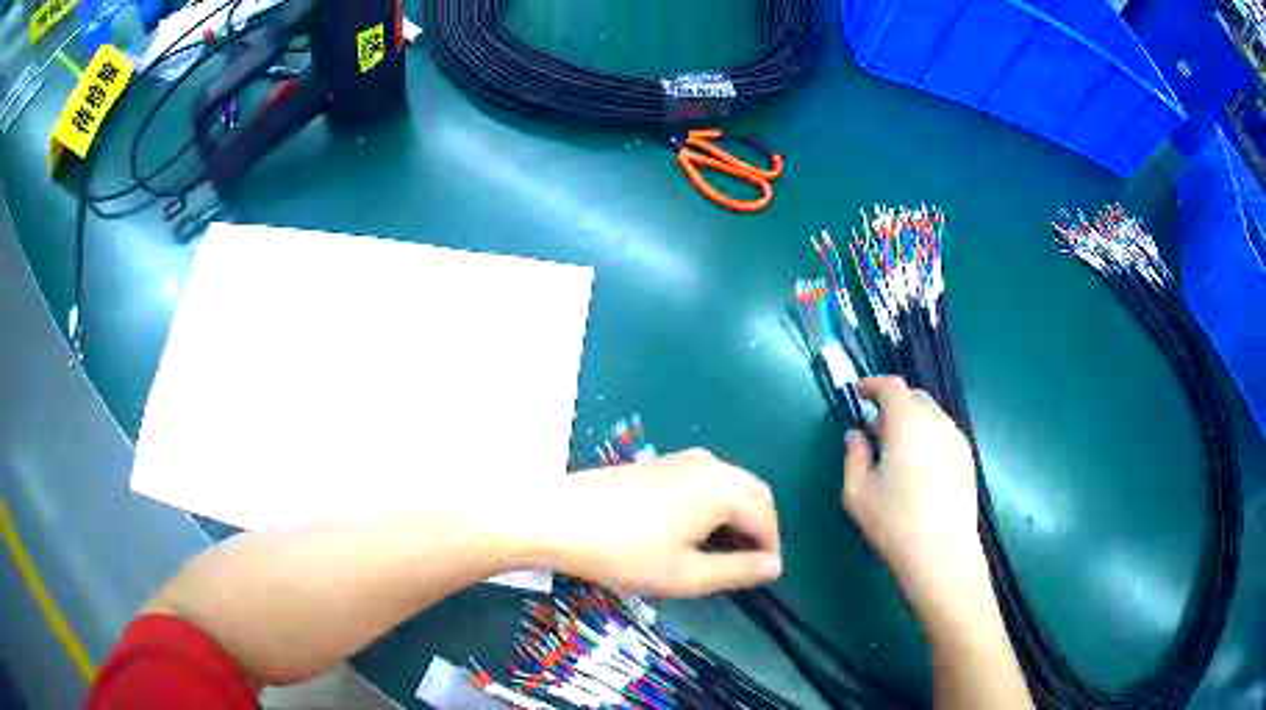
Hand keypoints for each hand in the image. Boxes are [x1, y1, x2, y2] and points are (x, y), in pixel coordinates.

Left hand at [549, 449, 782, 596]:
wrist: (558, 518)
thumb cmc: (625, 553)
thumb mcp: (687, 575)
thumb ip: (738, 571)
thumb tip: (774, 566)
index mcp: (723, 488)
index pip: (767, 517)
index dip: (771, 549)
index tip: (762, 578)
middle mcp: (710, 464)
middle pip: (754, 494)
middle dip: (759, 529)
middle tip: (746, 565)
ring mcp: (683, 459)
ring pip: (730, 485)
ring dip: (737, 516)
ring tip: (720, 553)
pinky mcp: (660, 463)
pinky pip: (706, 481)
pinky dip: (715, 505)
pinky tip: (693, 530)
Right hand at [842, 377, 988, 618]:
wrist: (942, 555)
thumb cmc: (894, 523)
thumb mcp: (857, 492)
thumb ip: (854, 455)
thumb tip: (855, 435)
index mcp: (908, 423)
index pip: (892, 387)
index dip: (873, 385)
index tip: (860, 393)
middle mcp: (937, 422)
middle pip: (915, 398)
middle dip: (893, 405)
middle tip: (876, 430)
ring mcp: (958, 440)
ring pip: (932, 416)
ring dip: (912, 422)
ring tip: (897, 452)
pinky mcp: (968, 460)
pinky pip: (944, 435)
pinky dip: (928, 437)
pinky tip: (919, 469)